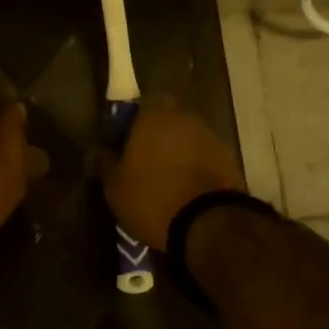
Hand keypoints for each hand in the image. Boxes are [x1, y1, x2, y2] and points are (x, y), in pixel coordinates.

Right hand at [100, 94, 244, 250]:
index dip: (132, 121)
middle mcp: (186, 120)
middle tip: (143, 163)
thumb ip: (104, 163)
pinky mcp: (230, 163)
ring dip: (178, 154)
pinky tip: (186, 193)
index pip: (143, 103)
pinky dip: (196, 170)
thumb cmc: (151, 197)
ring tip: (166, 182)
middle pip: (168, 121)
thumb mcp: (114, 185)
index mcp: (154, 117)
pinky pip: (205, 160)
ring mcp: (212, 140)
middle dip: (157, 138)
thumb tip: (98, 152)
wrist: (207, 225)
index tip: (123, 142)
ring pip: (188, 140)